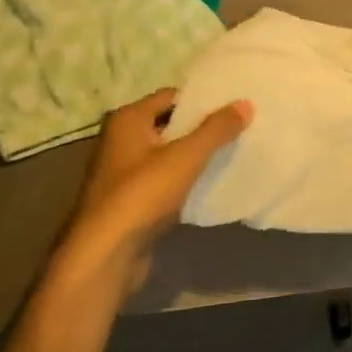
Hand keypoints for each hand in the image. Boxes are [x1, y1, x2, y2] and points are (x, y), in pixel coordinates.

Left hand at [60, 89, 252, 290]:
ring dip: (195, 155)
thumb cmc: (142, 194)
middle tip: (239, 127)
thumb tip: (245, 103)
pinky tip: (211, 183)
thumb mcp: (186, 157)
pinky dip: (185, 179)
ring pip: (169, 154)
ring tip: (232, 152)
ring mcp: (124, 172)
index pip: (171, 96)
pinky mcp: (131, 200)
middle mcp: (121, 140)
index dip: (202, 100)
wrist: (106, 255)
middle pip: (170, 124)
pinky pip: (165, 179)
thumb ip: (217, 129)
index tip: (234, 105)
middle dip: (202, 127)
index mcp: (127, 120)